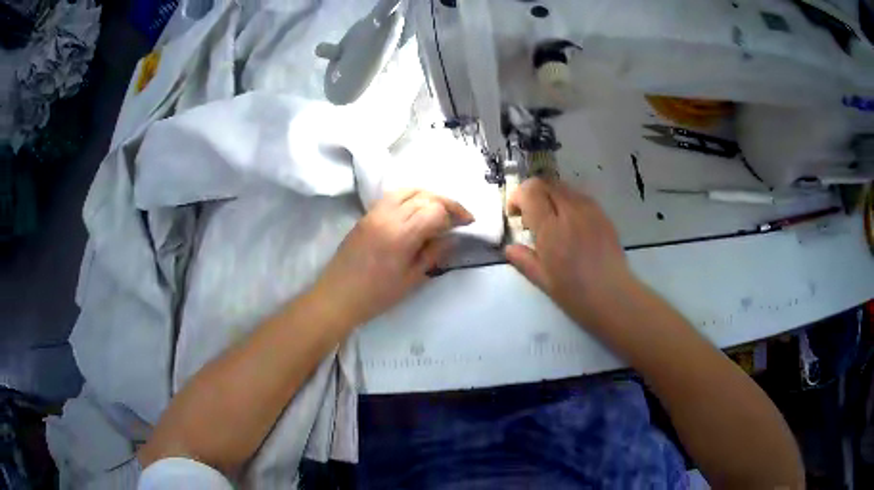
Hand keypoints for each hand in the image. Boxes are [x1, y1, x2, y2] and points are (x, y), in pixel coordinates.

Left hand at [311, 189, 472, 327]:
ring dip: (428, 196)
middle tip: (459, 216)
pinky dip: (410, 196)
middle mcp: (388, 216)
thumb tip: (452, 237)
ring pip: (408, 190)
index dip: (456, 213)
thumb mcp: (411, 280)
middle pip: (424, 196)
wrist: (337, 296)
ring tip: (440, 209)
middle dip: (446, 203)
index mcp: (401, 235)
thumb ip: (433, 254)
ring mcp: (375, 213)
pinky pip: (393, 196)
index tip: (468, 223)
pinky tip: (417, 210)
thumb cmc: (376, 295)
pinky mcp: (366, 215)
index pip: (435, 210)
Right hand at [505, 178, 633, 323]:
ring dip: (551, 197)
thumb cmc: (575, 293)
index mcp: (551, 228)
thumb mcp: (543, 281)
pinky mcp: (603, 214)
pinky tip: (571, 226)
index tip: (516, 215)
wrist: (614, 296)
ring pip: (563, 187)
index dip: (518, 196)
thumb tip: (510, 248)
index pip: (530, 191)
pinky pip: (580, 197)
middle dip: (533, 194)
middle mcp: (570, 211)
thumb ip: (523, 260)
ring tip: (552, 222)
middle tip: (531, 218)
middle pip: (546, 183)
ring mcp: (590, 210)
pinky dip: (568, 203)